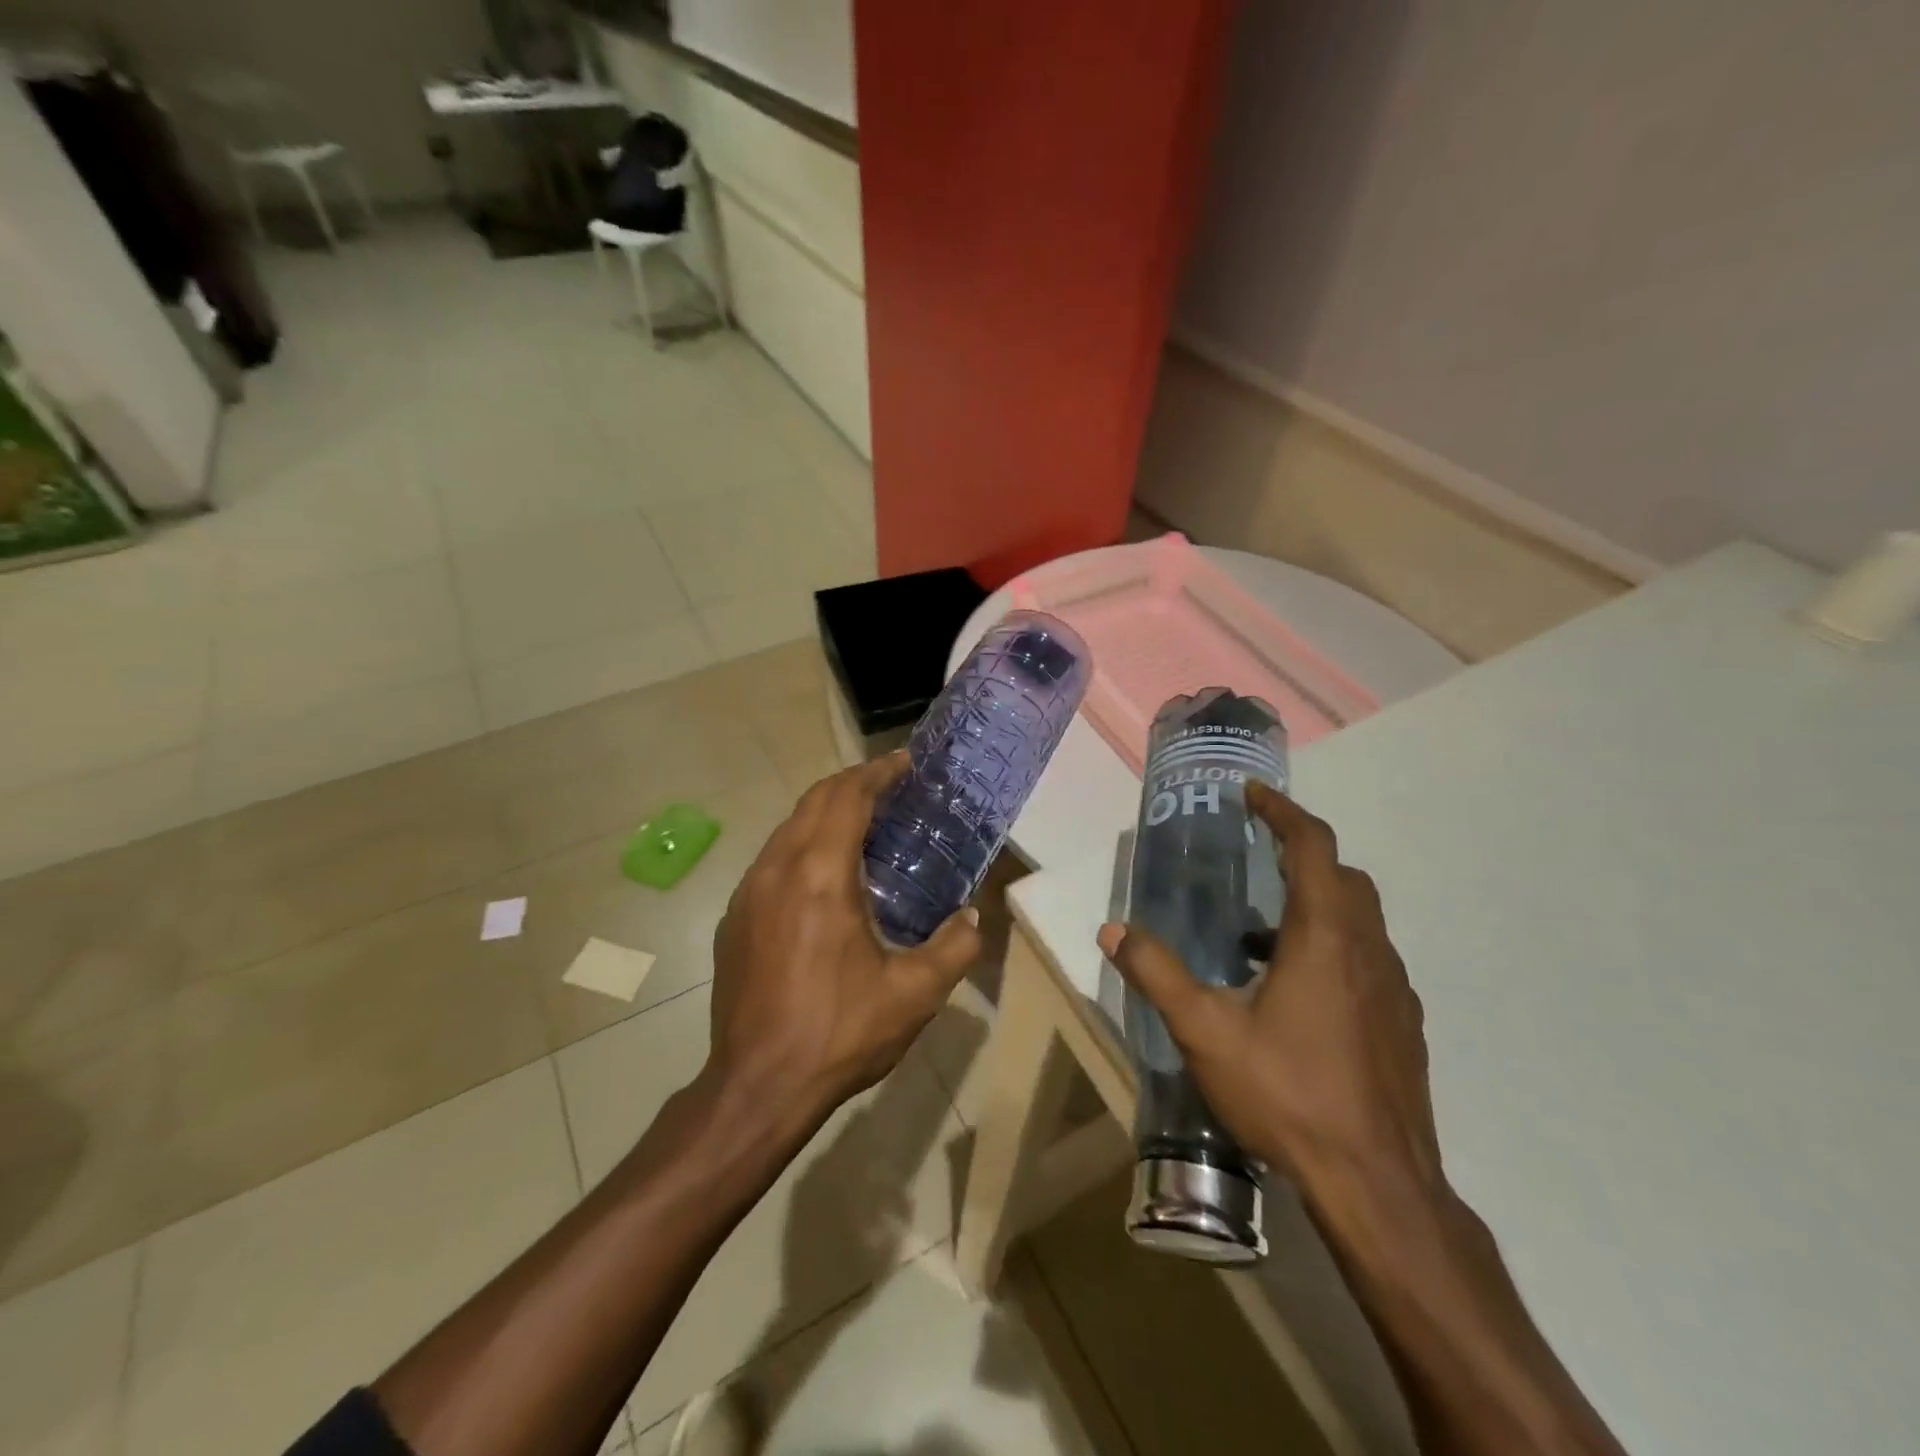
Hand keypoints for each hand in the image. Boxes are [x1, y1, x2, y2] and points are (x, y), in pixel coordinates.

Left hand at [706, 754, 981, 1132]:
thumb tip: (970, 917)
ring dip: (825, 813)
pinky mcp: (734, 918)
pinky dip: (803, 845)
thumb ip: (954, 947)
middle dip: (853, 783)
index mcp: (820, 875)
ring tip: (863, 825)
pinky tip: (824, 877)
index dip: (878, 772)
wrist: (757, 1087)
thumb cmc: (839, 1034)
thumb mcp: (915, 995)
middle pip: (814, 800)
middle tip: (891, 787)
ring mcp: (748, 892)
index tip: (905, 763)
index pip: (847, 797)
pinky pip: (772, 860)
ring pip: (788, 828)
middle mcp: (777, 869)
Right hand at [1099, 781, 1442, 1202]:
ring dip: (1316, 904)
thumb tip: (1112, 929)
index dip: (1283, 811)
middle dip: (1302, 853)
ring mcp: (1394, 989)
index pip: (1313, 847)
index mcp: (1325, 936)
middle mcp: (1368, 950)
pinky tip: (1295, 992)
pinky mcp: (1402, 1024)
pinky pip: (1368, 959)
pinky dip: (1333, 947)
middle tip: (1256, 855)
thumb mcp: (1205, 1032)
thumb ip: (1156, 973)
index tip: (1252, 794)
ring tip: (1260, 932)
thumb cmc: (1289, 1094)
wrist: (1378, 1185)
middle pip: (1344, 877)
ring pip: (1360, 920)